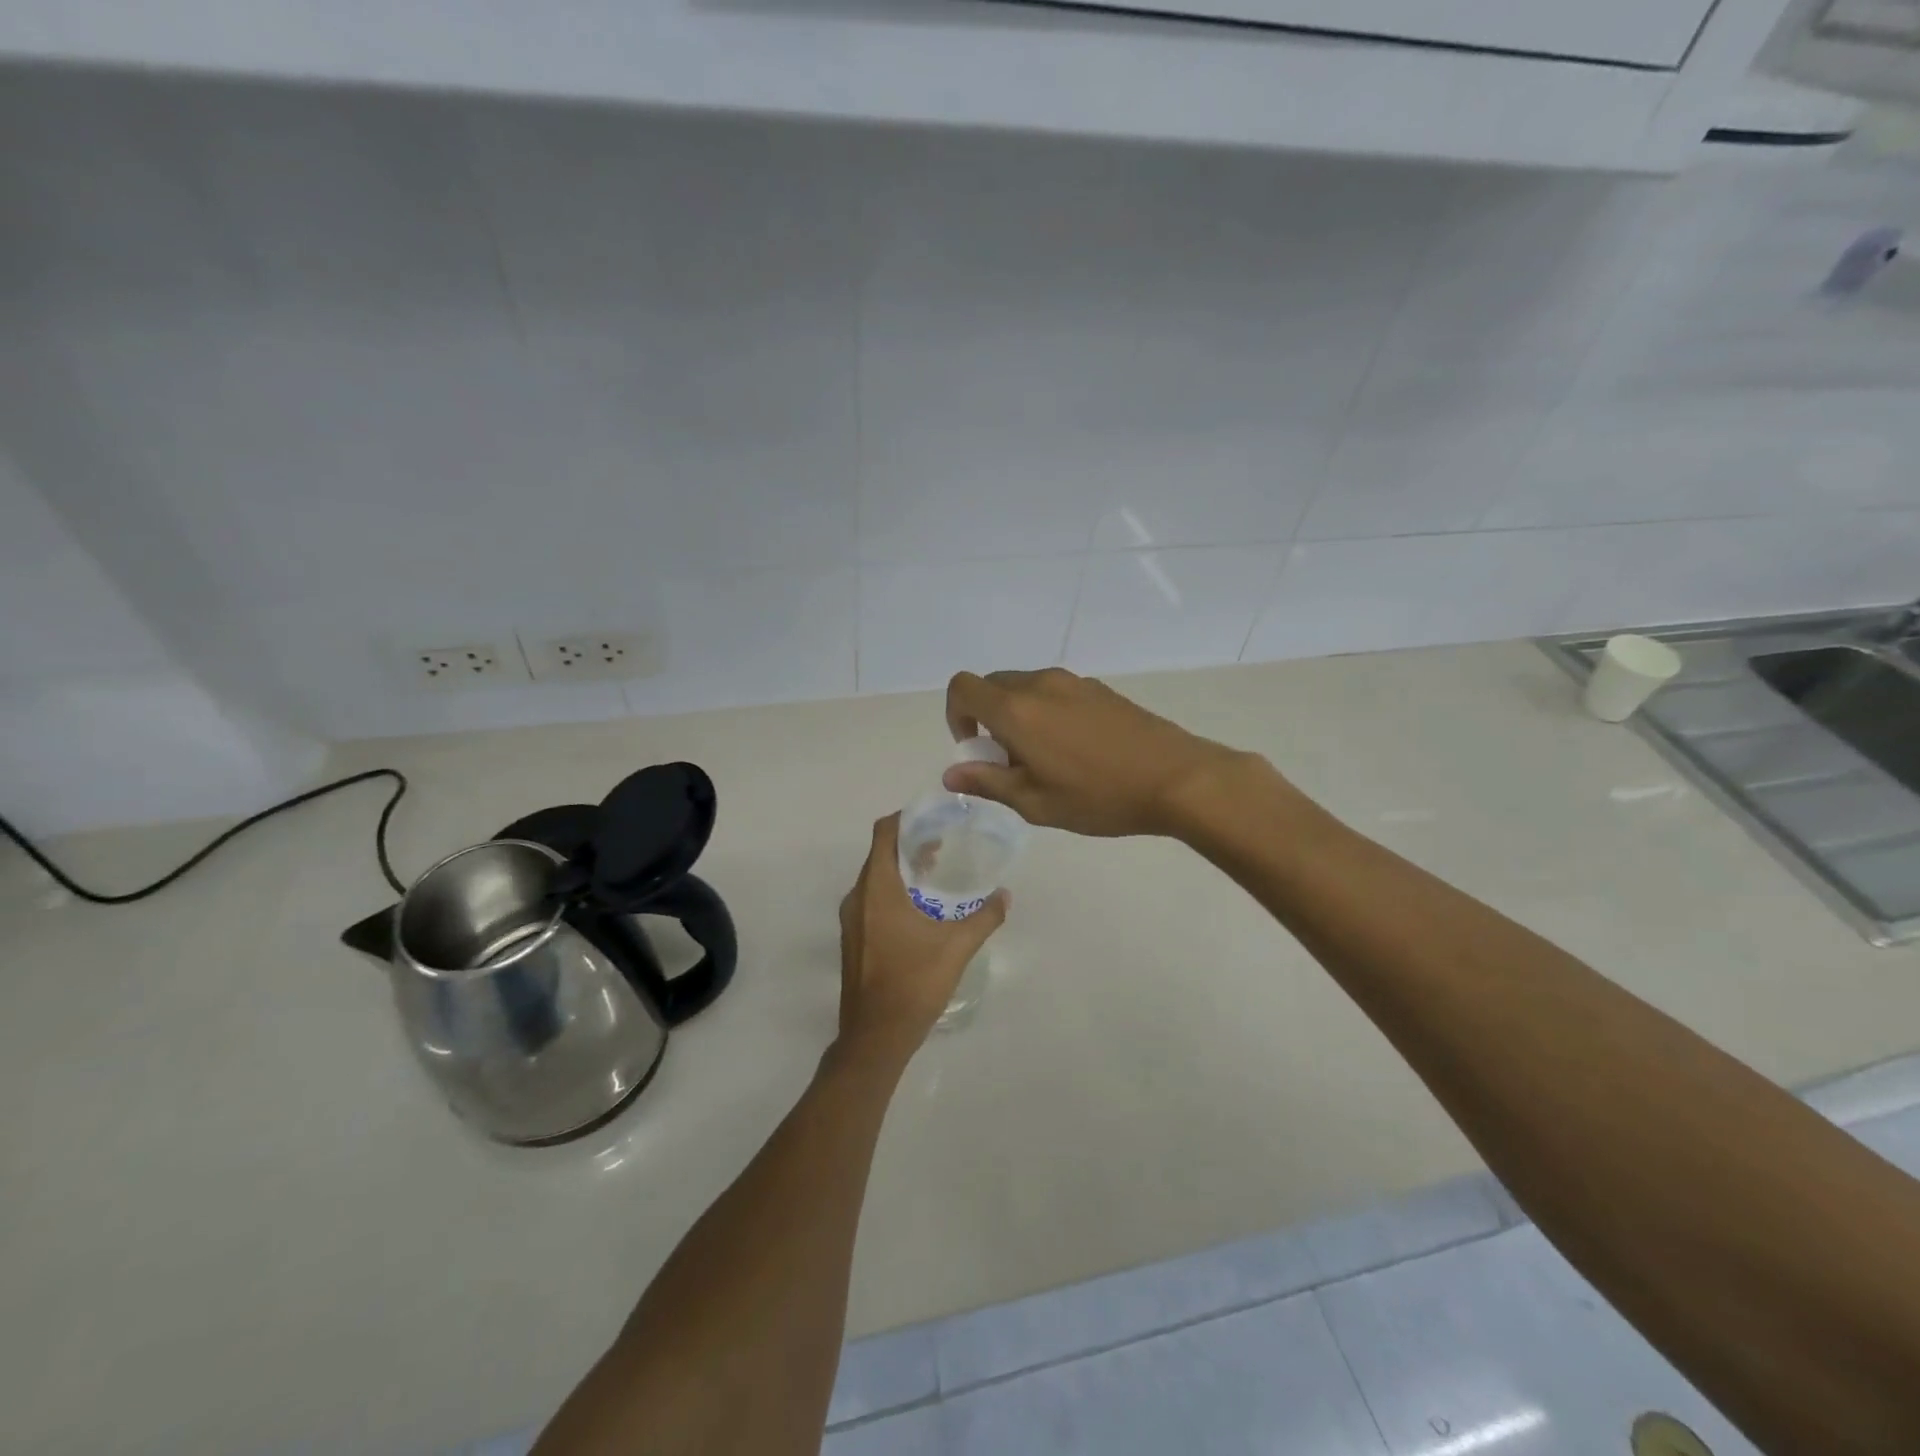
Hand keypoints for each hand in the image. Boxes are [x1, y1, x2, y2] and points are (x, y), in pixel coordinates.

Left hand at [836, 813, 1006, 1062]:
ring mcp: (851, 920)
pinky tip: (920, 908)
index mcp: (877, 889)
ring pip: (875, 879)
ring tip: (935, 872)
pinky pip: (871, 900)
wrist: (875, 1037)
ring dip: (902, 870)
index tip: (933, 817)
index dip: (906, 818)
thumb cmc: (913, 983)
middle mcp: (857, 897)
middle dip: (909, 844)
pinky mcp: (854, 939)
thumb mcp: (957, 947)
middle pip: (880, 854)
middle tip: (943, 843)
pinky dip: (893, 892)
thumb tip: (1006, 895)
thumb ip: (984, 917)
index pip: (884, 833)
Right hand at [943, 668, 1250, 838]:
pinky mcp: (1099, 688)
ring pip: (1025, 688)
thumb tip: (952, 773)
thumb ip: (988, 782)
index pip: (962, 688)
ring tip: (1046, 759)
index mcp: (1016, 709)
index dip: (956, 715)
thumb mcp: (1036, 803)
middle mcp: (1040, 684)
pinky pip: (1054, 692)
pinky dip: (1046, 712)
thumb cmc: (1100, 796)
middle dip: (987, 718)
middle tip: (1010, 761)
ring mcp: (1073, 682)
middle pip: (993, 686)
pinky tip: (1076, 750)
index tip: (976, 748)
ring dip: (1018, 715)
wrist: (1177, 778)